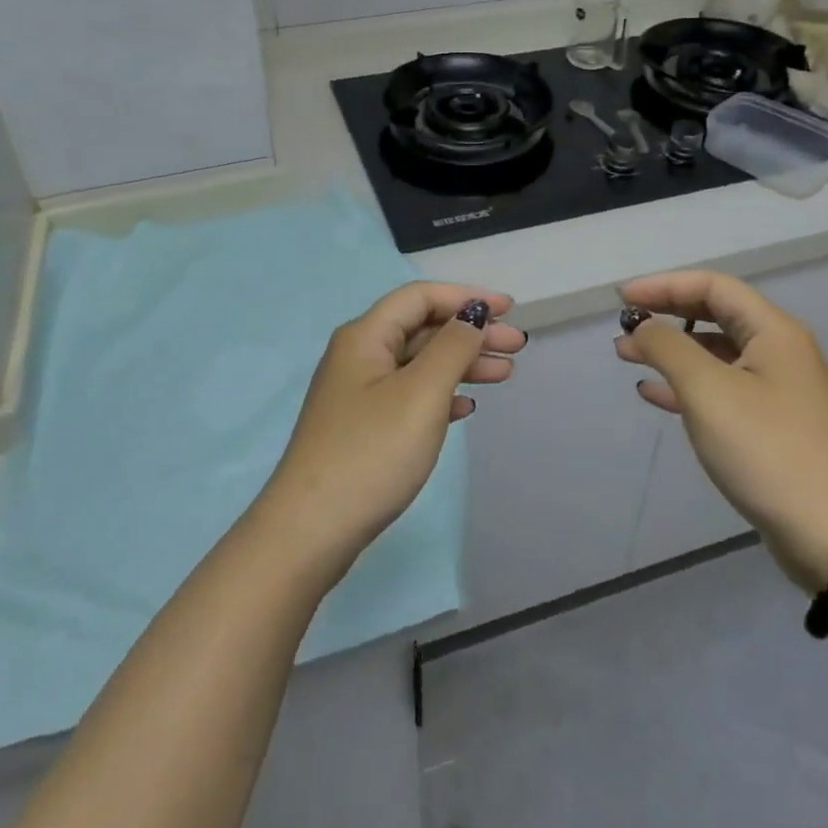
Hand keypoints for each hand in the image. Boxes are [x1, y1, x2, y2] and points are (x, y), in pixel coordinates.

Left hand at [259, 282, 522, 578]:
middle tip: (516, 346)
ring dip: (462, 363)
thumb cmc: (371, 453)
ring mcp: (359, 392)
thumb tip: (472, 313)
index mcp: (366, 336)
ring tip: (504, 373)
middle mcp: (359, 355)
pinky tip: (466, 406)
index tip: (509, 308)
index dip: (466, 297)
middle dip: (471, 331)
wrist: (310, 531)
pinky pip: (410, 394)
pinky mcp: (363, 426)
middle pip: (422, 328)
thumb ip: (452, 347)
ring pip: (419, 363)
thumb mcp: (421, 394)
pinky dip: (442, 393)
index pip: (420, 297)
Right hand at [616, 270, 827, 591]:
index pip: (712, 286)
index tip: (623, 299)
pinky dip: (685, 384)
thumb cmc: (765, 448)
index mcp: (773, 331)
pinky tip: (653, 393)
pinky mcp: (770, 422)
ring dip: (670, 350)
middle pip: (714, 314)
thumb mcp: (706, 390)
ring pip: (714, 353)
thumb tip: (644, 325)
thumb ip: (668, 347)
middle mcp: (779, 350)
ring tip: (627, 356)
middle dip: (666, 316)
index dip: (663, 286)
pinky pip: (720, 387)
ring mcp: (777, 388)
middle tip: (623, 325)